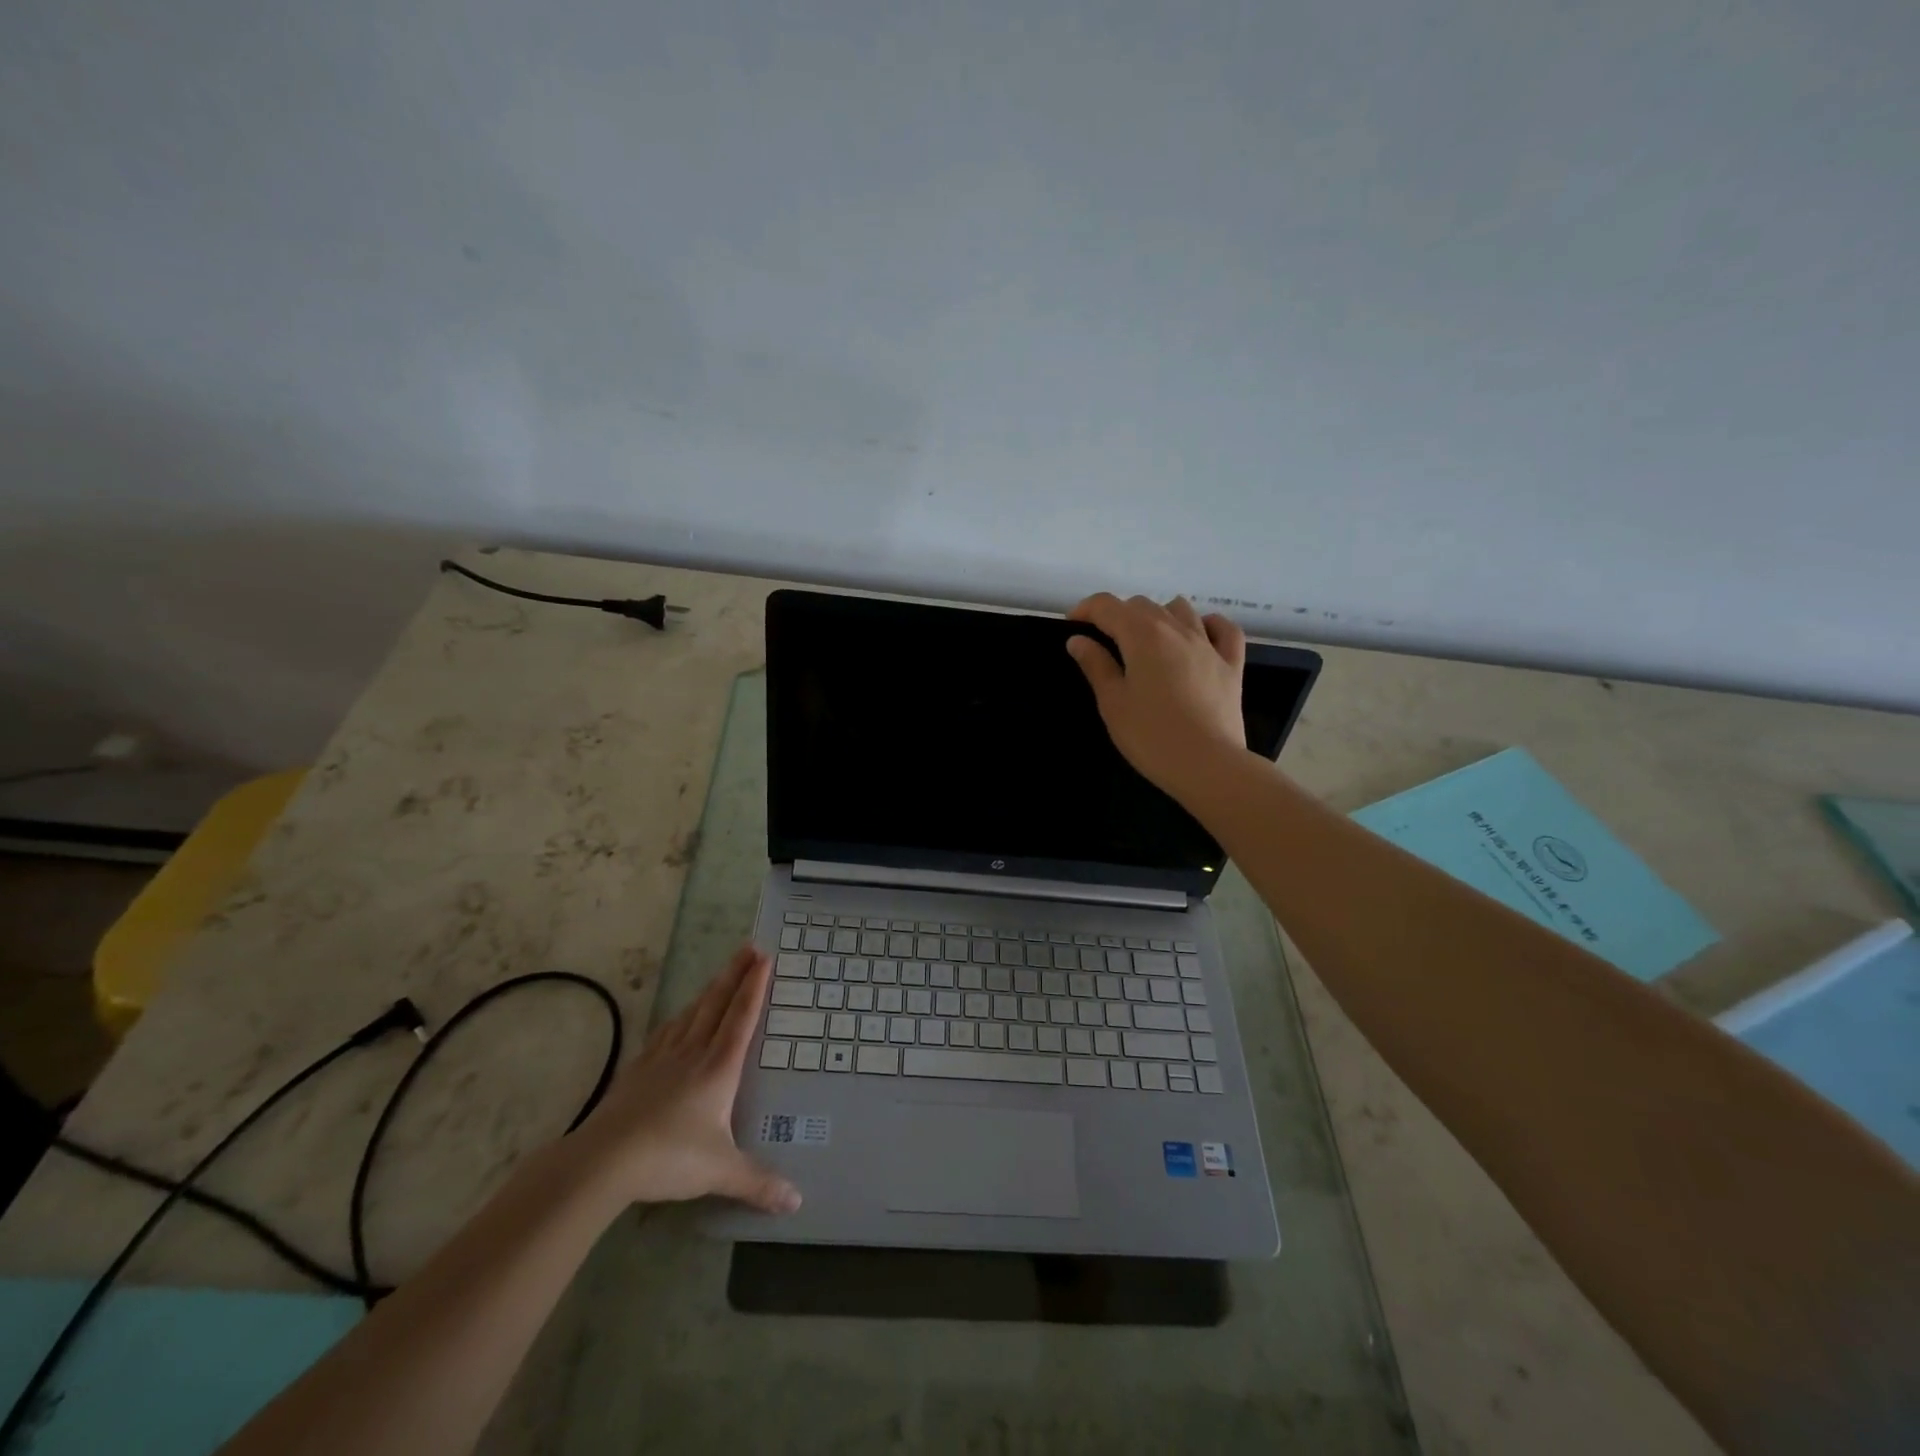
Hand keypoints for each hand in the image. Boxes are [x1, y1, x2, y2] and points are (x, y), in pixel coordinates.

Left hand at [569, 945, 800, 1214]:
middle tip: (749, 947)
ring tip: (719, 974)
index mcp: (719, 1068)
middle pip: (717, 1004)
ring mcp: (662, 1059)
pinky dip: (677, 1019)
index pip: (742, 1018)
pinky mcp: (637, 1071)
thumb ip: (759, 1182)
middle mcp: (693, 1054)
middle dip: (735, 974)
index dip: (754, 987)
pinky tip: (676, 1019)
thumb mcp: (721, 1171)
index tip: (764, 957)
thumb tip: (798, 1202)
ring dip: (708, 991)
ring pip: (691, 1014)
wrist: (603, 1161)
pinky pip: (664, 1034)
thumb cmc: (669, 1158)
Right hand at [1066, 593, 1248, 800]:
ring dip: (1158, 615)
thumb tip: (1078, 640)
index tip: (1073, 626)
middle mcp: (1176, 629)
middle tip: (1104, 643)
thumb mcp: (1113, 703)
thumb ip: (1095, 665)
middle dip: (1118, 615)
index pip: (1107, 606)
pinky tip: (1199, 636)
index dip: (1085, 609)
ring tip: (1147, 641)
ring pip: (1181, 609)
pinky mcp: (1232, 664)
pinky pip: (1223, 629)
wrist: (1208, 765)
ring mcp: (1209, 644)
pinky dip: (1207, 625)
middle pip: (1142, 604)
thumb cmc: (1151, 736)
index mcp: (1142, 636)